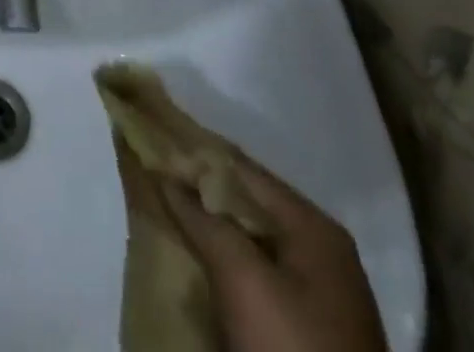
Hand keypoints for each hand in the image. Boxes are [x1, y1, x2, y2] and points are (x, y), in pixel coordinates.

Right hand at [159, 163, 386, 351]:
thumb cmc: (293, 351)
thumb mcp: (242, 279)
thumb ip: (202, 219)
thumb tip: (166, 175)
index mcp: (314, 227)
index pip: (242, 168)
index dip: (195, 152)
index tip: (153, 142)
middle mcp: (320, 251)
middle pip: (247, 205)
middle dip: (201, 193)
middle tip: (153, 180)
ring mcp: (318, 295)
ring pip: (250, 242)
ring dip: (211, 231)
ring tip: (165, 218)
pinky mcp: (308, 332)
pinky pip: (257, 279)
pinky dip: (226, 266)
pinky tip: (196, 267)